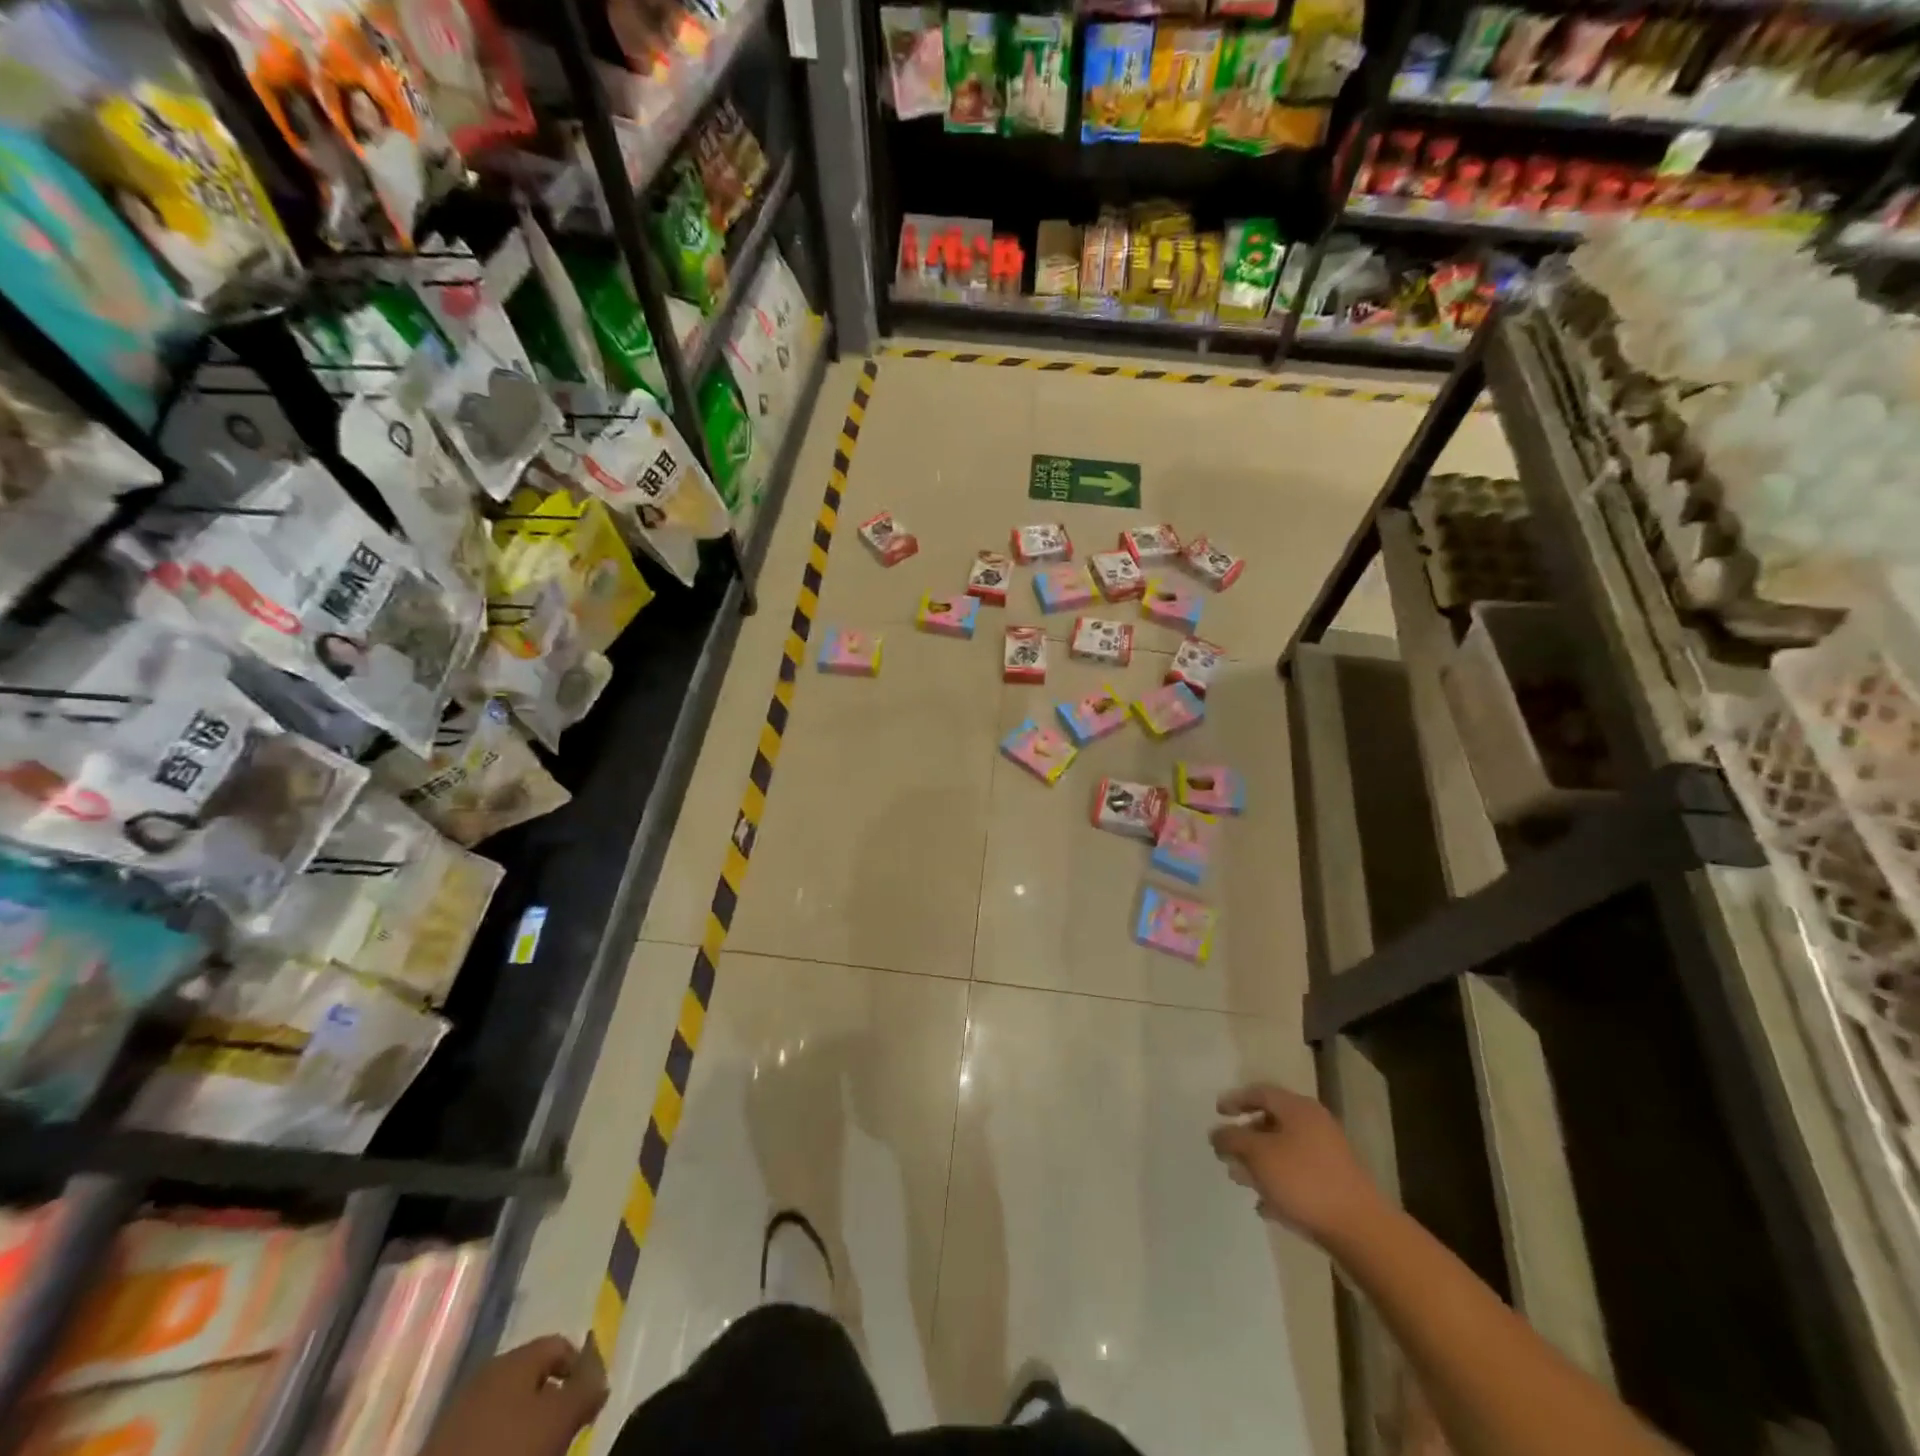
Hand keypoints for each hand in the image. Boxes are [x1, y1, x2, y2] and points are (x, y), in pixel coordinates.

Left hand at [418, 1336, 607, 1455]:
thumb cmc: (508, 1451)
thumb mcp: (560, 1418)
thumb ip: (586, 1389)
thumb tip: (599, 1377)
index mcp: (514, 1359)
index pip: (560, 1345)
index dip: (581, 1369)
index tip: (590, 1405)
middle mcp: (488, 1374)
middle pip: (535, 1377)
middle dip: (555, 1401)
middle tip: (565, 1433)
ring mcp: (461, 1410)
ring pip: (510, 1407)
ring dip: (529, 1425)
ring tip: (540, 1450)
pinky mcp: (442, 1446)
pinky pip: (488, 1432)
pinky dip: (503, 1442)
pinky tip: (508, 1455)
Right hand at [1209, 1084, 1384, 1243]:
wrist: (1360, 1230)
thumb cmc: (1304, 1181)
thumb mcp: (1258, 1155)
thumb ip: (1232, 1139)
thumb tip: (1216, 1133)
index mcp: (1298, 1109)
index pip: (1260, 1092)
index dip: (1235, 1100)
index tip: (1217, 1112)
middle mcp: (1314, 1125)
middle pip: (1272, 1121)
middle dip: (1246, 1136)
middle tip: (1227, 1151)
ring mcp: (1328, 1156)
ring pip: (1284, 1151)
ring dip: (1259, 1162)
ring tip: (1240, 1179)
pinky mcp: (1335, 1184)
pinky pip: (1298, 1175)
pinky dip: (1278, 1183)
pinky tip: (1264, 1204)